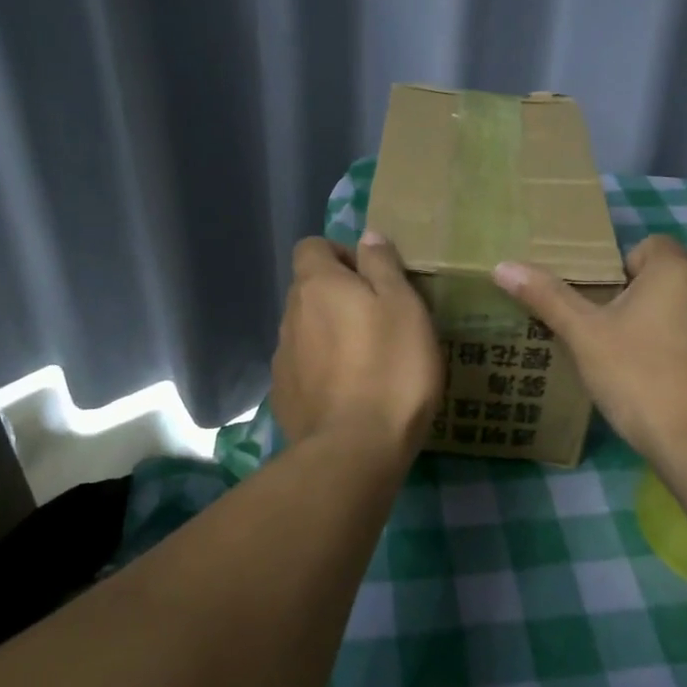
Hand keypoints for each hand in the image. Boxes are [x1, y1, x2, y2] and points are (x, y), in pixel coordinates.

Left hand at [272, 233, 444, 459]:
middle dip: (339, 296)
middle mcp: (290, 315)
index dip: (341, 254)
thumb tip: (367, 236)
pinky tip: (350, 394)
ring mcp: (282, 358)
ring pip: (306, 330)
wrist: (356, 449)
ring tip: (368, 362)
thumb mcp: (403, 305)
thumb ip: (383, 265)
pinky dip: (323, 371)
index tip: (372, 279)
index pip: (312, 246)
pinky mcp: (283, 396)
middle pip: (309, 290)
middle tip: (380, 321)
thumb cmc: (391, 367)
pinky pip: (304, 368)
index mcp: (317, 285)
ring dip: (331, 335)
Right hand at [493, 234, 686, 466]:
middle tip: (603, 332)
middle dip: (635, 300)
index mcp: (677, 272)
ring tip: (629, 363)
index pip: (648, 245)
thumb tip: (503, 266)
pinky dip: (682, 356)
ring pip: (685, 313)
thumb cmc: (639, 377)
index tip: (599, 301)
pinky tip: (660, 388)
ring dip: (660, 327)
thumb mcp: (584, 336)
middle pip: (665, 280)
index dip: (620, 267)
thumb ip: (547, 297)